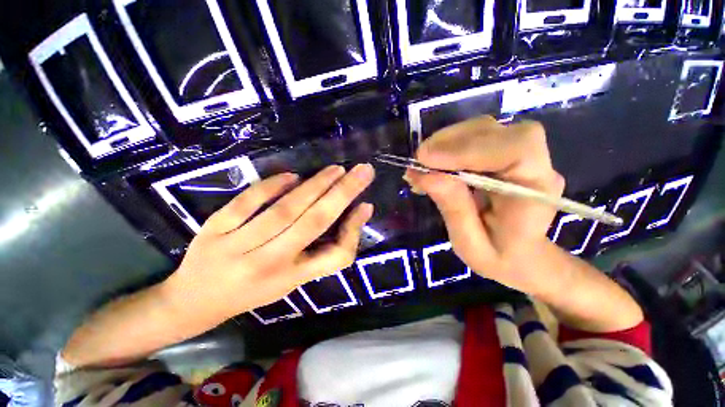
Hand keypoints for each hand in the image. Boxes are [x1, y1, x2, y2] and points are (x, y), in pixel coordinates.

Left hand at [163, 164, 374, 322]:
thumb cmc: (253, 291)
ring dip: (315, 186)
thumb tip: (354, 214)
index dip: (354, 230)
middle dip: (343, 194)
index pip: (335, 256)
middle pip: (313, 223)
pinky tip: (291, 175)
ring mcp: (238, 247)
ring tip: (335, 170)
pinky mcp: (213, 231)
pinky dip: (270, 187)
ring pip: (284, 210)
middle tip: (363, 171)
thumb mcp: (293, 280)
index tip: (365, 205)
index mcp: (292, 278)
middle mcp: (269, 263)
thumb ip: (322, 249)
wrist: (195, 301)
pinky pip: (246, 203)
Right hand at [406, 116, 564, 295]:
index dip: (468, 149)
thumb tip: (423, 174)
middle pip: (496, 131)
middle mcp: (536, 164)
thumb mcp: (470, 244)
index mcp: (536, 192)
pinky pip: (476, 136)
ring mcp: (522, 154)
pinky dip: (449, 144)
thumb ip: (452, 208)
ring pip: (483, 128)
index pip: (516, 149)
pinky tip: (434, 161)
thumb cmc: (500, 258)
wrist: (523, 255)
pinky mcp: (505, 152)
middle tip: (419, 160)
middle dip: (450, 142)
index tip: (426, 161)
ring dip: (447, 141)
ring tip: (423, 162)